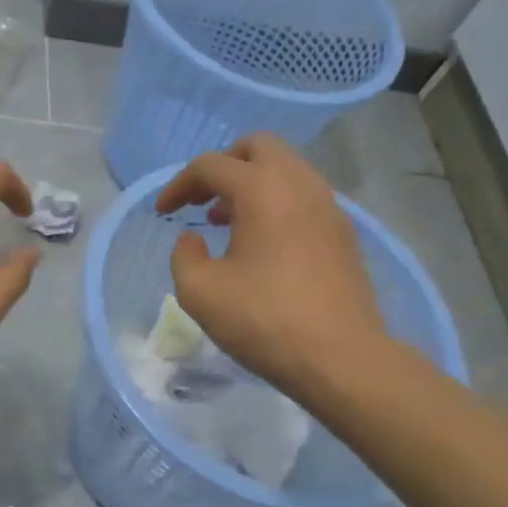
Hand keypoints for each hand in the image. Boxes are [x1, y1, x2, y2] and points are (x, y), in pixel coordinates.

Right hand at [155, 134, 385, 394]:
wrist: (341, 358)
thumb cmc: (264, 321)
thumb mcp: (199, 293)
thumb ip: (184, 255)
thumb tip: (193, 238)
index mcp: (263, 190)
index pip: (211, 166)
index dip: (179, 185)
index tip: (163, 213)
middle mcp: (300, 184)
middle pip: (258, 148)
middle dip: (223, 166)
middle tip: (202, 200)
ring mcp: (329, 206)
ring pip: (286, 170)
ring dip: (252, 185)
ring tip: (228, 223)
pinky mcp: (343, 233)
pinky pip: (304, 197)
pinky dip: (277, 203)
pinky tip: (262, 244)